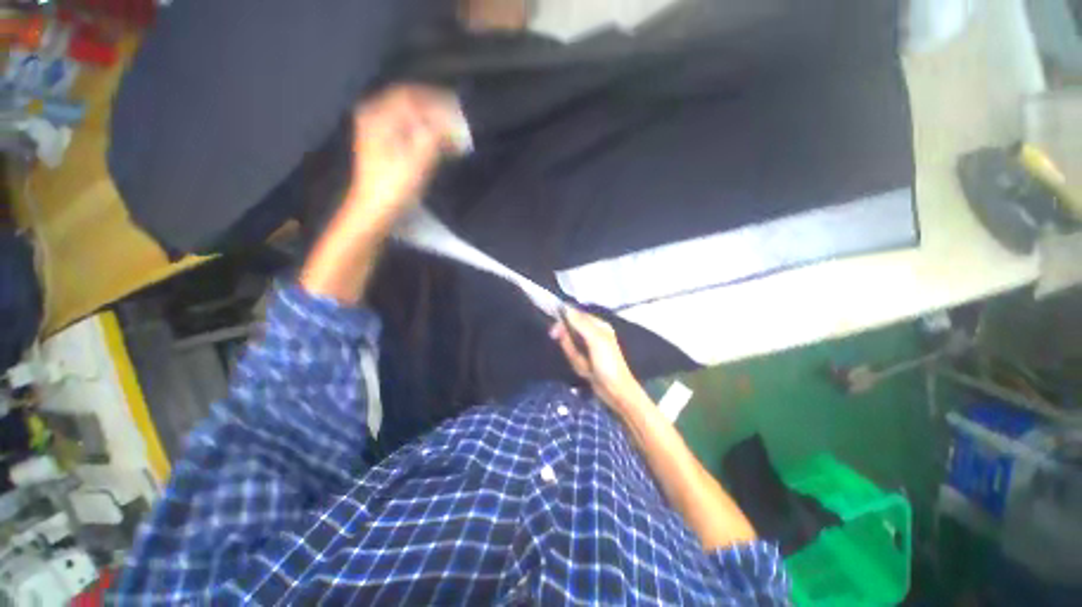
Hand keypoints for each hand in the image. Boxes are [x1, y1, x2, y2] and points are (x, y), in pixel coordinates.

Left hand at [346, 84, 457, 225]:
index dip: (436, 101)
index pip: (411, 95)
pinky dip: (424, 131)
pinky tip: (438, 141)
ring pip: (408, 115)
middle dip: (435, 109)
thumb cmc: (394, 186)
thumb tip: (453, 120)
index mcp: (377, 115)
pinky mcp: (383, 143)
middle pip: (409, 102)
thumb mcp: (417, 161)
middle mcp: (373, 115)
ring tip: (451, 131)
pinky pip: (406, 127)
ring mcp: (376, 129)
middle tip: (457, 119)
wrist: (374, 210)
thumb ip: (435, 136)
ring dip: (431, 121)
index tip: (458, 110)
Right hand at [551, 307, 648, 411]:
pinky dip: (575, 362)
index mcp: (598, 325)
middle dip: (568, 340)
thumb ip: (580, 323)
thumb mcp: (595, 340)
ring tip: (585, 365)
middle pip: (571, 329)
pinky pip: (572, 355)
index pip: (577, 315)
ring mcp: (588, 347)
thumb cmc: (608, 363)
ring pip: (569, 343)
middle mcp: (593, 333)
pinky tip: (585, 370)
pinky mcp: (584, 359)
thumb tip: (566, 308)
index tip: (554, 326)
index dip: (565, 318)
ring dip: (572, 354)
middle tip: (569, 349)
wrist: (616, 391)